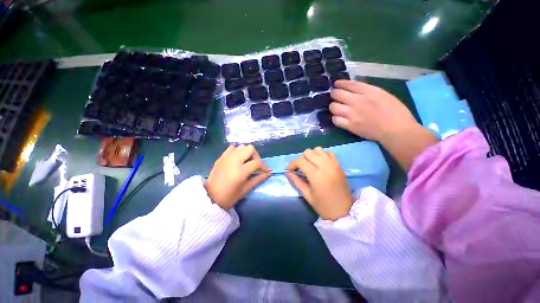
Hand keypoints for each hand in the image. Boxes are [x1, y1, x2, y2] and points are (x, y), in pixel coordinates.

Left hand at [206, 145, 269, 208]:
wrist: (209, 197)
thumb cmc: (229, 196)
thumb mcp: (246, 189)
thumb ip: (258, 179)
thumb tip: (269, 173)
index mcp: (240, 171)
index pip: (257, 162)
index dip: (264, 166)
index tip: (267, 171)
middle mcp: (234, 160)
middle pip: (250, 148)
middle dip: (256, 156)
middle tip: (255, 165)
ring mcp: (226, 157)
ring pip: (241, 146)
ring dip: (247, 152)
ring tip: (247, 162)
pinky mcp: (221, 157)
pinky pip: (232, 148)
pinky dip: (238, 151)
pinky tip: (238, 159)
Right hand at [286, 147, 353, 220]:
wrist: (345, 210)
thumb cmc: (324, 205)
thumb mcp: (307, 195)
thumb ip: (296, 181)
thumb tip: (287, 172)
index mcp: (316, 175)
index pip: (300, 161)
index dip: (292, 164)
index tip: (289, 169)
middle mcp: (325, 166)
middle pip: (308, 152)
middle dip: (301, 158)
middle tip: (299, 167)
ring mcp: (333, 163)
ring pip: (318, 149)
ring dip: (311, 155)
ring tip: (309, 164)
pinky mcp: (339, 164)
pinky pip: (328, 152)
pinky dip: (321, 155)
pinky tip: (319, 163)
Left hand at [329, 80, 418, 141]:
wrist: (396, 130)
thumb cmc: (396, 112)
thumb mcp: (384, 95)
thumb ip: (368, 91)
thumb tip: (355, 90)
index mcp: (369, 91)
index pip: (349, 84)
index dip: (340, 83)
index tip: (336, 84)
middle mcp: (358, 101)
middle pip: (337, 94)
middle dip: (334, 93)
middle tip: (335, 96)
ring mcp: (352, 114)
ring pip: (333, 107)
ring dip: (333, 106)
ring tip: (337, 108)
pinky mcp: (350, 125)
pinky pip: (335, 120)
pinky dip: (335, 118)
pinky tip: (339, 118)